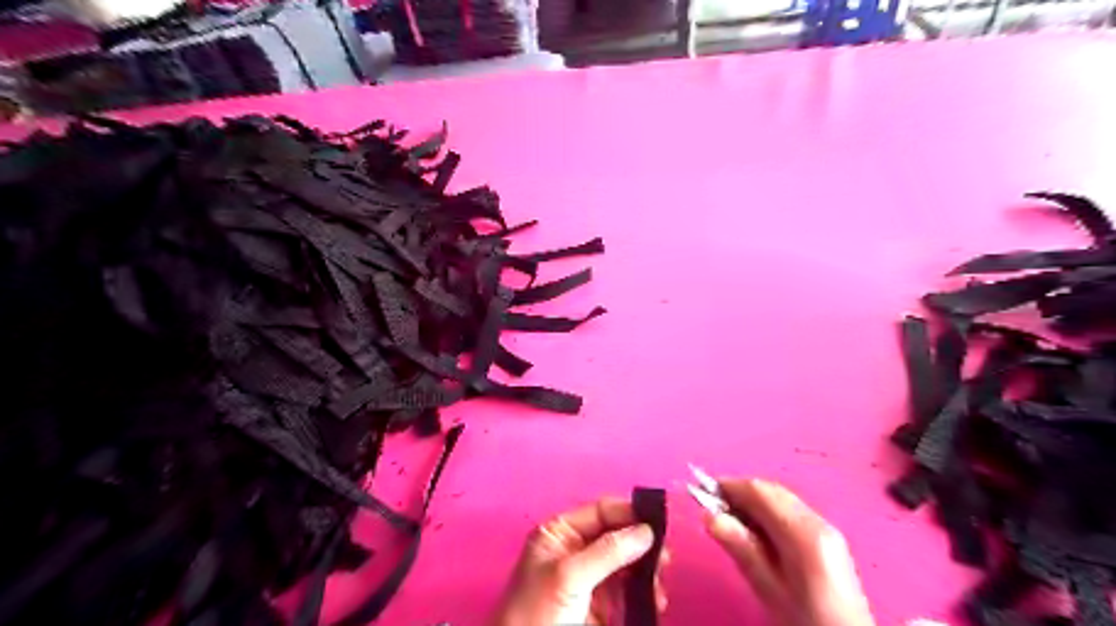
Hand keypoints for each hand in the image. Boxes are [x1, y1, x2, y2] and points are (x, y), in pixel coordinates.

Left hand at [497, 496, 669, 623]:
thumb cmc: (539, 612)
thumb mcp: (569, 575)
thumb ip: (608, 551)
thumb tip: (646, 530)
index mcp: (560, 533)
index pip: (600, 512)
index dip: (628, 513)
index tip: (658, 521)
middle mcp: (575, 549)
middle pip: (617, 535)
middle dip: (641, 544)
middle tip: (665, 557)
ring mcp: (589, 577)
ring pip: (626, 563)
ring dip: (646, 569)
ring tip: (660, 582)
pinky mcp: (600, 605)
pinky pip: (628, 590)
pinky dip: (644, 592)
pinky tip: (655, 600)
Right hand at [709, 481, 875, 623]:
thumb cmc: (805, 621)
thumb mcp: (769, 589)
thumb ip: (742, 549)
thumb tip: (709, 516)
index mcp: (804, 533)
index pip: (760, 492)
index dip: (730, 486)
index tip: (703, 491)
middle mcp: (818, 522)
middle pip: (772, 491)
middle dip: (741, 493)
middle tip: (712, 506)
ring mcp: (827, 529)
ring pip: (782, 499)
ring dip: (754, 502)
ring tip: (730, 520)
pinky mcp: (828, 540)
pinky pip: (792, 512)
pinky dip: (769, 513)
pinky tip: (756, 531)